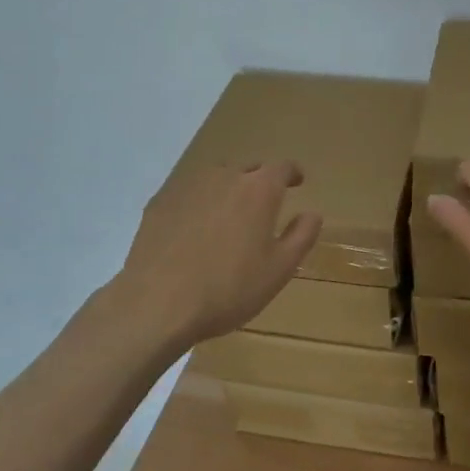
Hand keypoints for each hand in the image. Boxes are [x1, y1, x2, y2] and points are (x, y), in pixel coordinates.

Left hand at [118, 161, 322, 348]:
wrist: (157, 303)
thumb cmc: (228, 289)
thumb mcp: (279, 270)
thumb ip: (301, 236)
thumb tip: (312, 213)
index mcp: (258, 190)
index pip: (282, 167)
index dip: (292, 173)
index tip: (297, 181)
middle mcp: (225, 176)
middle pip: (248, 168)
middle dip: (259, 181)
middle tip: (263, 204)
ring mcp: (188, 185)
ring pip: (216, 178)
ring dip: (227, 189)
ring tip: (228, 215)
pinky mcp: (161, 201)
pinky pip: (188, 193)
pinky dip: (198, 203)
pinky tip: (194, 229)